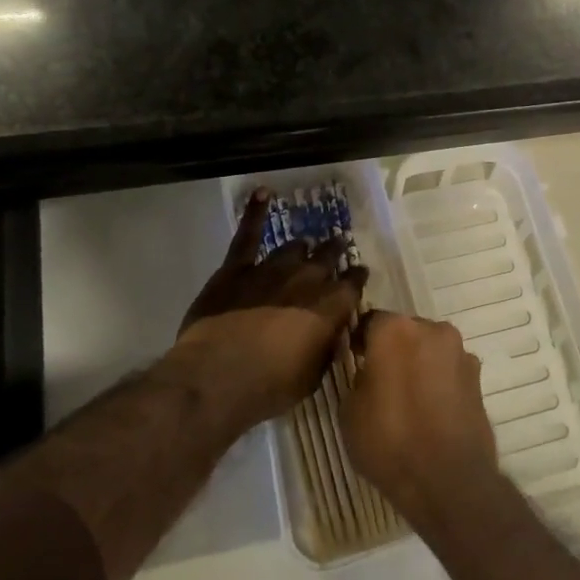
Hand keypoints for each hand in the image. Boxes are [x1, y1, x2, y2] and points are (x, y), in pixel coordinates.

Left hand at [168, 189, 367, 433]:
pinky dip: (255, 212)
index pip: (354, 283)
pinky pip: (248, 234)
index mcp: (332, 305)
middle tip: (338, 248)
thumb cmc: (272, 385)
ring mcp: (272, 268)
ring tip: (306, 244)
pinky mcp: (237, 268)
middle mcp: (308, 279)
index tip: (359, 275)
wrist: (220, 376)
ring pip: (294, 247)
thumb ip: (326, 345)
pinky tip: (263, 194)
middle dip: (335, 252)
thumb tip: (332, 332)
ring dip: (303, 247)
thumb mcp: (315, 374)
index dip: (357, 278)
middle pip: (328, 257)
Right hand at [342, 312, 499, 531]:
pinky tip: (431, 410)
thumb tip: (370, 370)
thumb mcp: (350, 410)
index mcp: (395, 330)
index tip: (355, 361)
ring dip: (419, 364)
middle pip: (405, 331)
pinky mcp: (479, 377)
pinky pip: (449, 370)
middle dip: (394, 350)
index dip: (360, 341)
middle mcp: (433, 330)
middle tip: (382, 380)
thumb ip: (358, 377)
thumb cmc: (390, 441)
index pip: (370, 322)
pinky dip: (439, 381)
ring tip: (409, 399)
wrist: (449, 479)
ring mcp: (461, 352)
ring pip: (430, 349)